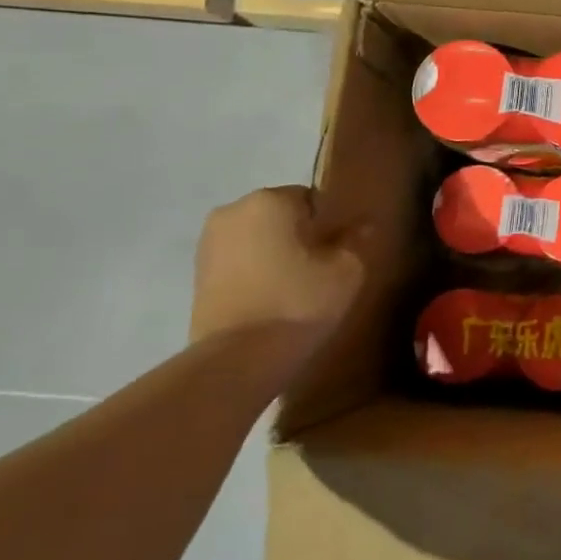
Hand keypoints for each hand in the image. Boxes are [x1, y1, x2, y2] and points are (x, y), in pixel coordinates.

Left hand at [189, 186, 366, 354]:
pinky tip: (272, 298)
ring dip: (277, 253)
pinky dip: (256, 271)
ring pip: (259, 238)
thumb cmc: (298, 303)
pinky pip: (240, 260)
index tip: (339, 252)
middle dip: (301, 236)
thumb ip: (356, 239)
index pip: (313, 199)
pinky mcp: (197, 274)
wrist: (237, 360)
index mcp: (270, 200)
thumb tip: (363, 224)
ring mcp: (208, 242)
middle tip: (321, 269)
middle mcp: (233, 211)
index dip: (331, 225)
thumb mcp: (346, 270)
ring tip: (296, 287)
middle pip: (282, 215)